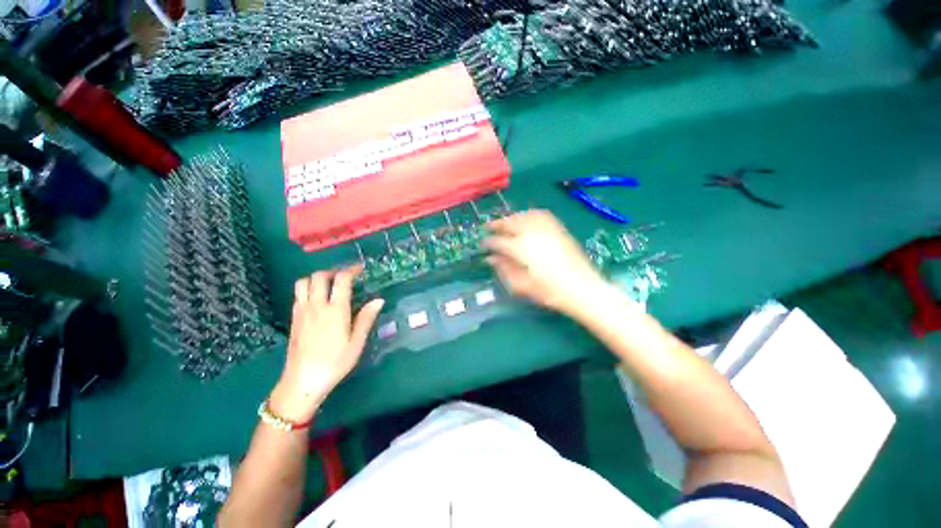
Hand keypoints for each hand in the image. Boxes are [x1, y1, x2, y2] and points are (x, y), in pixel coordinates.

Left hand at [269, 265, 383, 422]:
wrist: (302, 382)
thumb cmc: (335, 362)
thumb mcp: (357, 342)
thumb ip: (366, 318)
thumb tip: (379, 300)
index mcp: (335, 310)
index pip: (341, 280)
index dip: (351, 270)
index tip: (360, 269)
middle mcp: (316, 306)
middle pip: (319, 276)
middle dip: (333, 271)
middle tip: (346, 277)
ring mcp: (302, 311)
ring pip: (304, 282)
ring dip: (317, 278)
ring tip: (330, 285)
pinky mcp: (293, 318)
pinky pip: (298, 294)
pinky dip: (308, 288)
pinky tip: (318, 299)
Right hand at [484, 210, 609, 316]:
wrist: (583, 289)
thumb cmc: (550, 292)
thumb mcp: (522, 285)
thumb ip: (505, 270)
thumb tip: (491, 259)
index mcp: (521, 249)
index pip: (499, 241)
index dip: (489, 242)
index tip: (483, 244)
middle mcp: (532, 234)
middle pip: (510, 223)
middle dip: (497, 224)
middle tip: (489, 227)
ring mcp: (547, 229)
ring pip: (524, 216)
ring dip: (512, 217)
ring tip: (506, 221)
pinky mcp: (559, 229)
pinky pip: (541, 215)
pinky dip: (530, 214)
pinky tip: (527, 218)